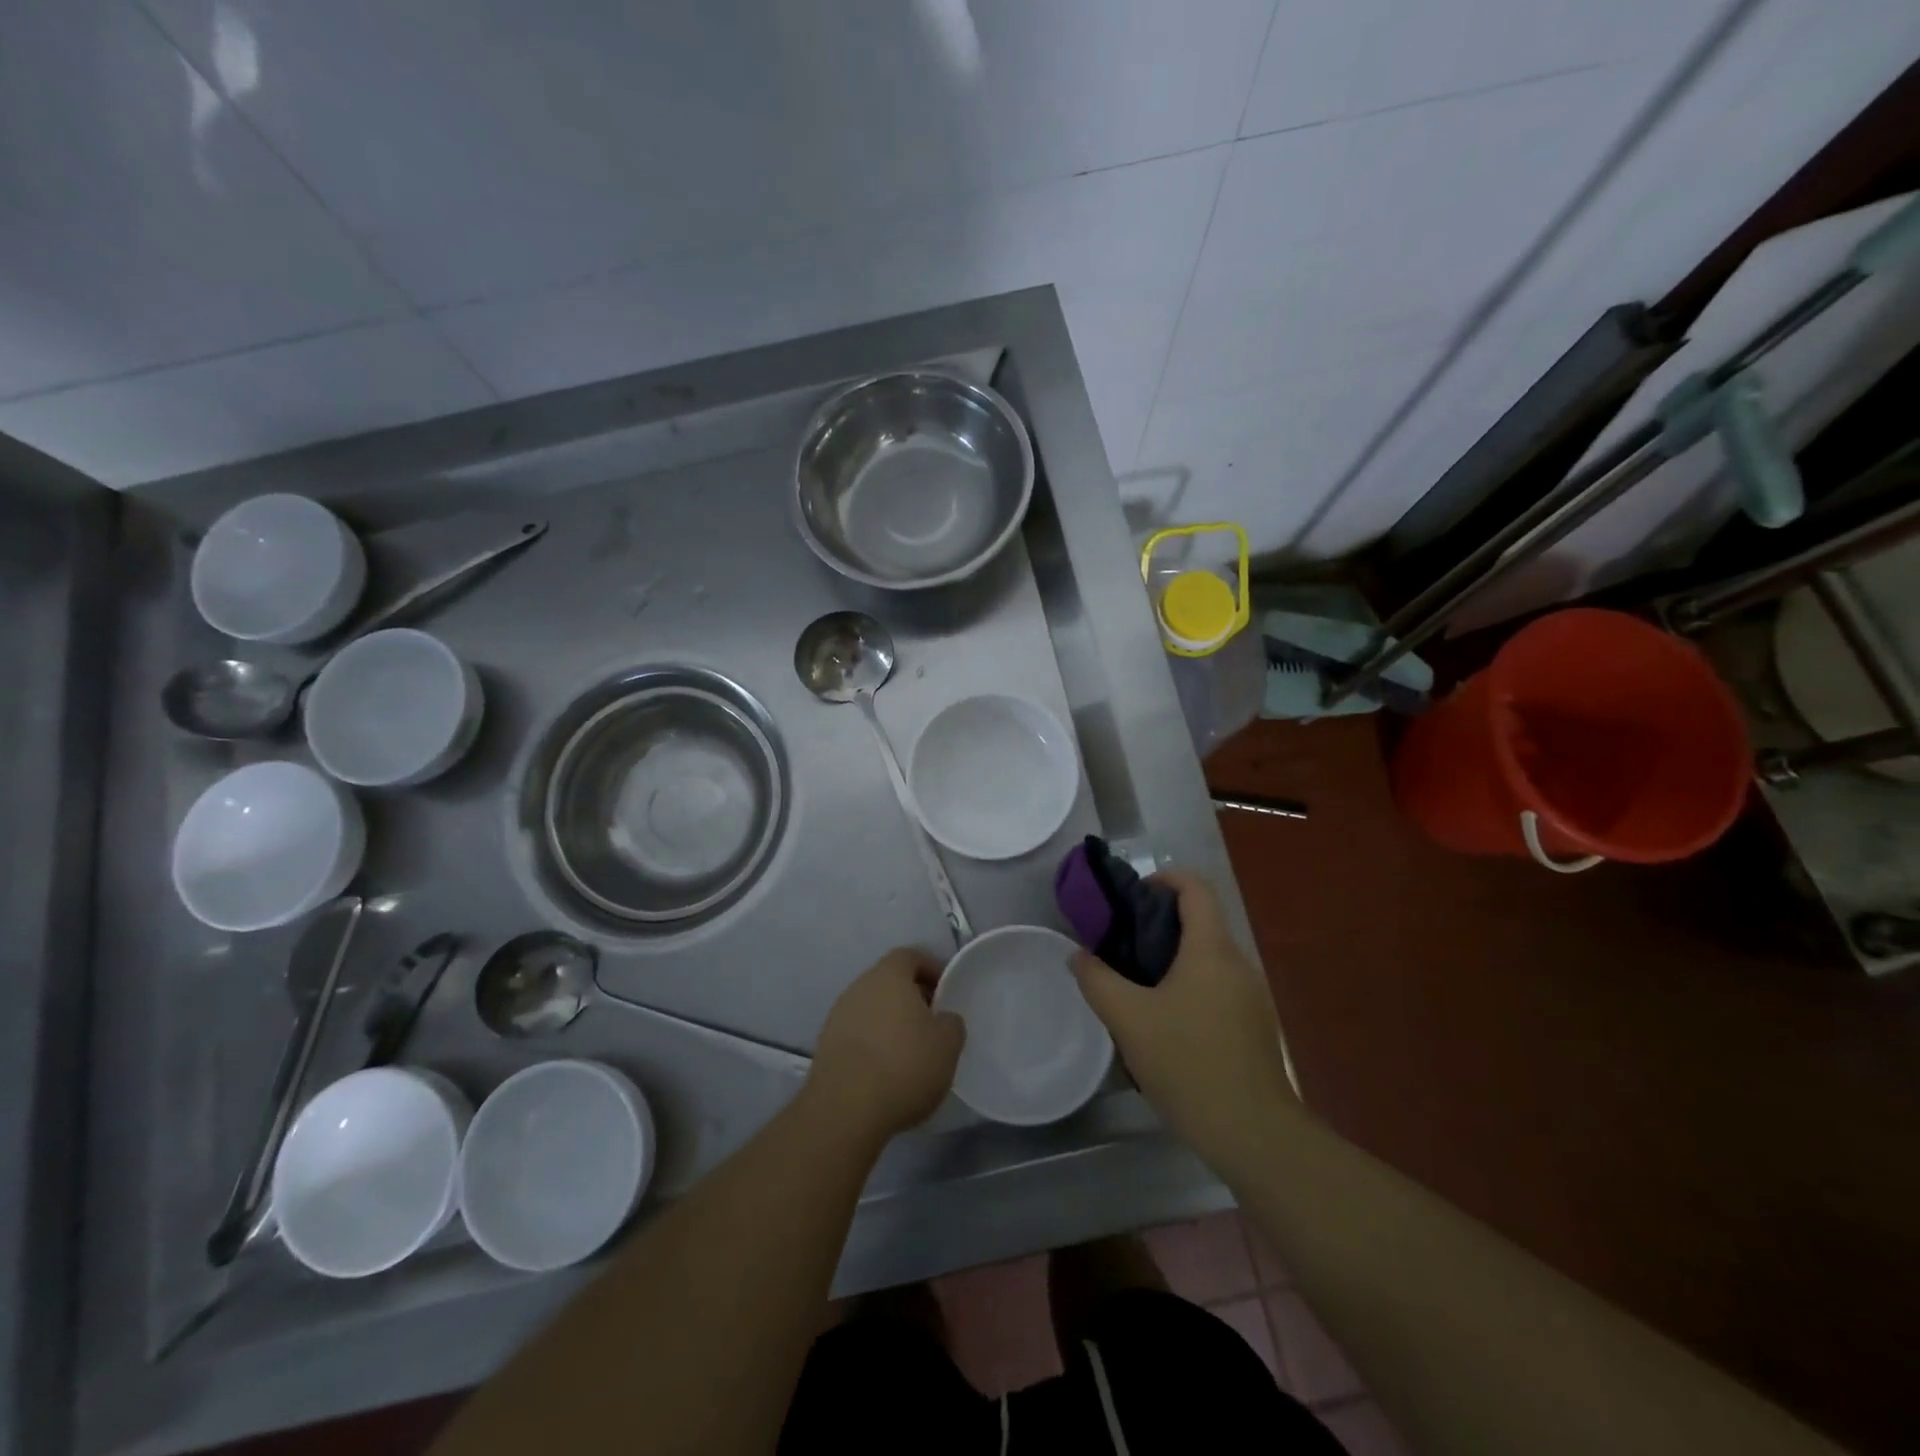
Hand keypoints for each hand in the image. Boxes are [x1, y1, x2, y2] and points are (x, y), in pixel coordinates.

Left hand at [806, 949, 964, 1143]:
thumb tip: (942, 1019)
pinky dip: (873, 1043)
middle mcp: (859, 987)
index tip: (946, 991)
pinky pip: (857, 1033)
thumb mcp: (947, 1045)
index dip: (930, 968)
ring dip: (891, 1022)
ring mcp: (838, 1016)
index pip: (909, 956)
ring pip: (871, 1008)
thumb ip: (951, 1023)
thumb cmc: (904, 1066)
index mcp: (888, 975)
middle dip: (911, 997)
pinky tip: (886, 1070)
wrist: (845, 1110)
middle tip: (932, 1023)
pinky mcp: (826, 1046)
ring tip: (910, 1051)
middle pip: (889, 981)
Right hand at [1071, 870, 1293, 1163]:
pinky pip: (1218, 986)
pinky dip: (1190, 986)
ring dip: (1173, 958)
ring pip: (1208, 958)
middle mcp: (1238, 962)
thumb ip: (1097, 980)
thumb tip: (1078, 955)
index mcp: (1211, 949)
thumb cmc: (1188, 1063)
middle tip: (1121, 944)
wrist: (1252, 1133)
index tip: (1132, 895)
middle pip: (1201, 921)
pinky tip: (1165, 1023)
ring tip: (1136, 986)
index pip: (1195, 887)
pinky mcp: (1255, 1025)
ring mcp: (1251, 995)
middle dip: (1160, 923)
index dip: (1165, 878)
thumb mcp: (1128, 1019)